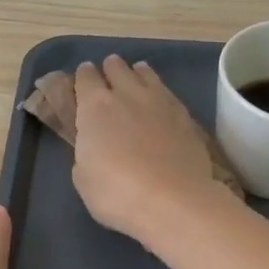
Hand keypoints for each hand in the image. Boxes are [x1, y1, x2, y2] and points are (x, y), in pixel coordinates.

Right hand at [72, 56, 220, 242]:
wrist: (173, 201)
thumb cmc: (116, 194)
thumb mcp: (84, 179)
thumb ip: (85, 153)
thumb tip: (94, 146)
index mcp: (95, 107)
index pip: (85, 78)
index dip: (83, 78)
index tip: (83, 81)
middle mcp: (127, 94)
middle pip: (116, 68)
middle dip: (110, 70)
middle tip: (109, 78)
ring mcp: (160, 101)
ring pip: (145, 73)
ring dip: (137, 74)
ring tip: (136, 79)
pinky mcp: (185, 115)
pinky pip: (168, 92)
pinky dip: (159, 92)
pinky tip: (160, 102)